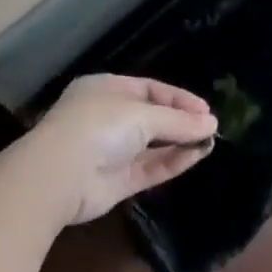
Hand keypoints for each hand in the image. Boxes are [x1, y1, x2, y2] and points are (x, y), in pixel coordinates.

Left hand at [18, 74, 217, 226]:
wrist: (59, 175)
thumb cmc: (98, 126)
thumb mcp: (142, 115)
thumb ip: (177, 121)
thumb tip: (211, 123)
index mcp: (107, 89)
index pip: (150, 89)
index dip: (178, 98)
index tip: (205, 109)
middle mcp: (109, 117)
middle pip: (152, 117)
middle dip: (180, 121)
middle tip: (211, 126)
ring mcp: (112, 151)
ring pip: (152, 144)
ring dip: (180, 142)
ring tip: (211, 141)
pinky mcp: (116, 182)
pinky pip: (150, 168)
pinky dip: (172, 162)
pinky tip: (197, 156)